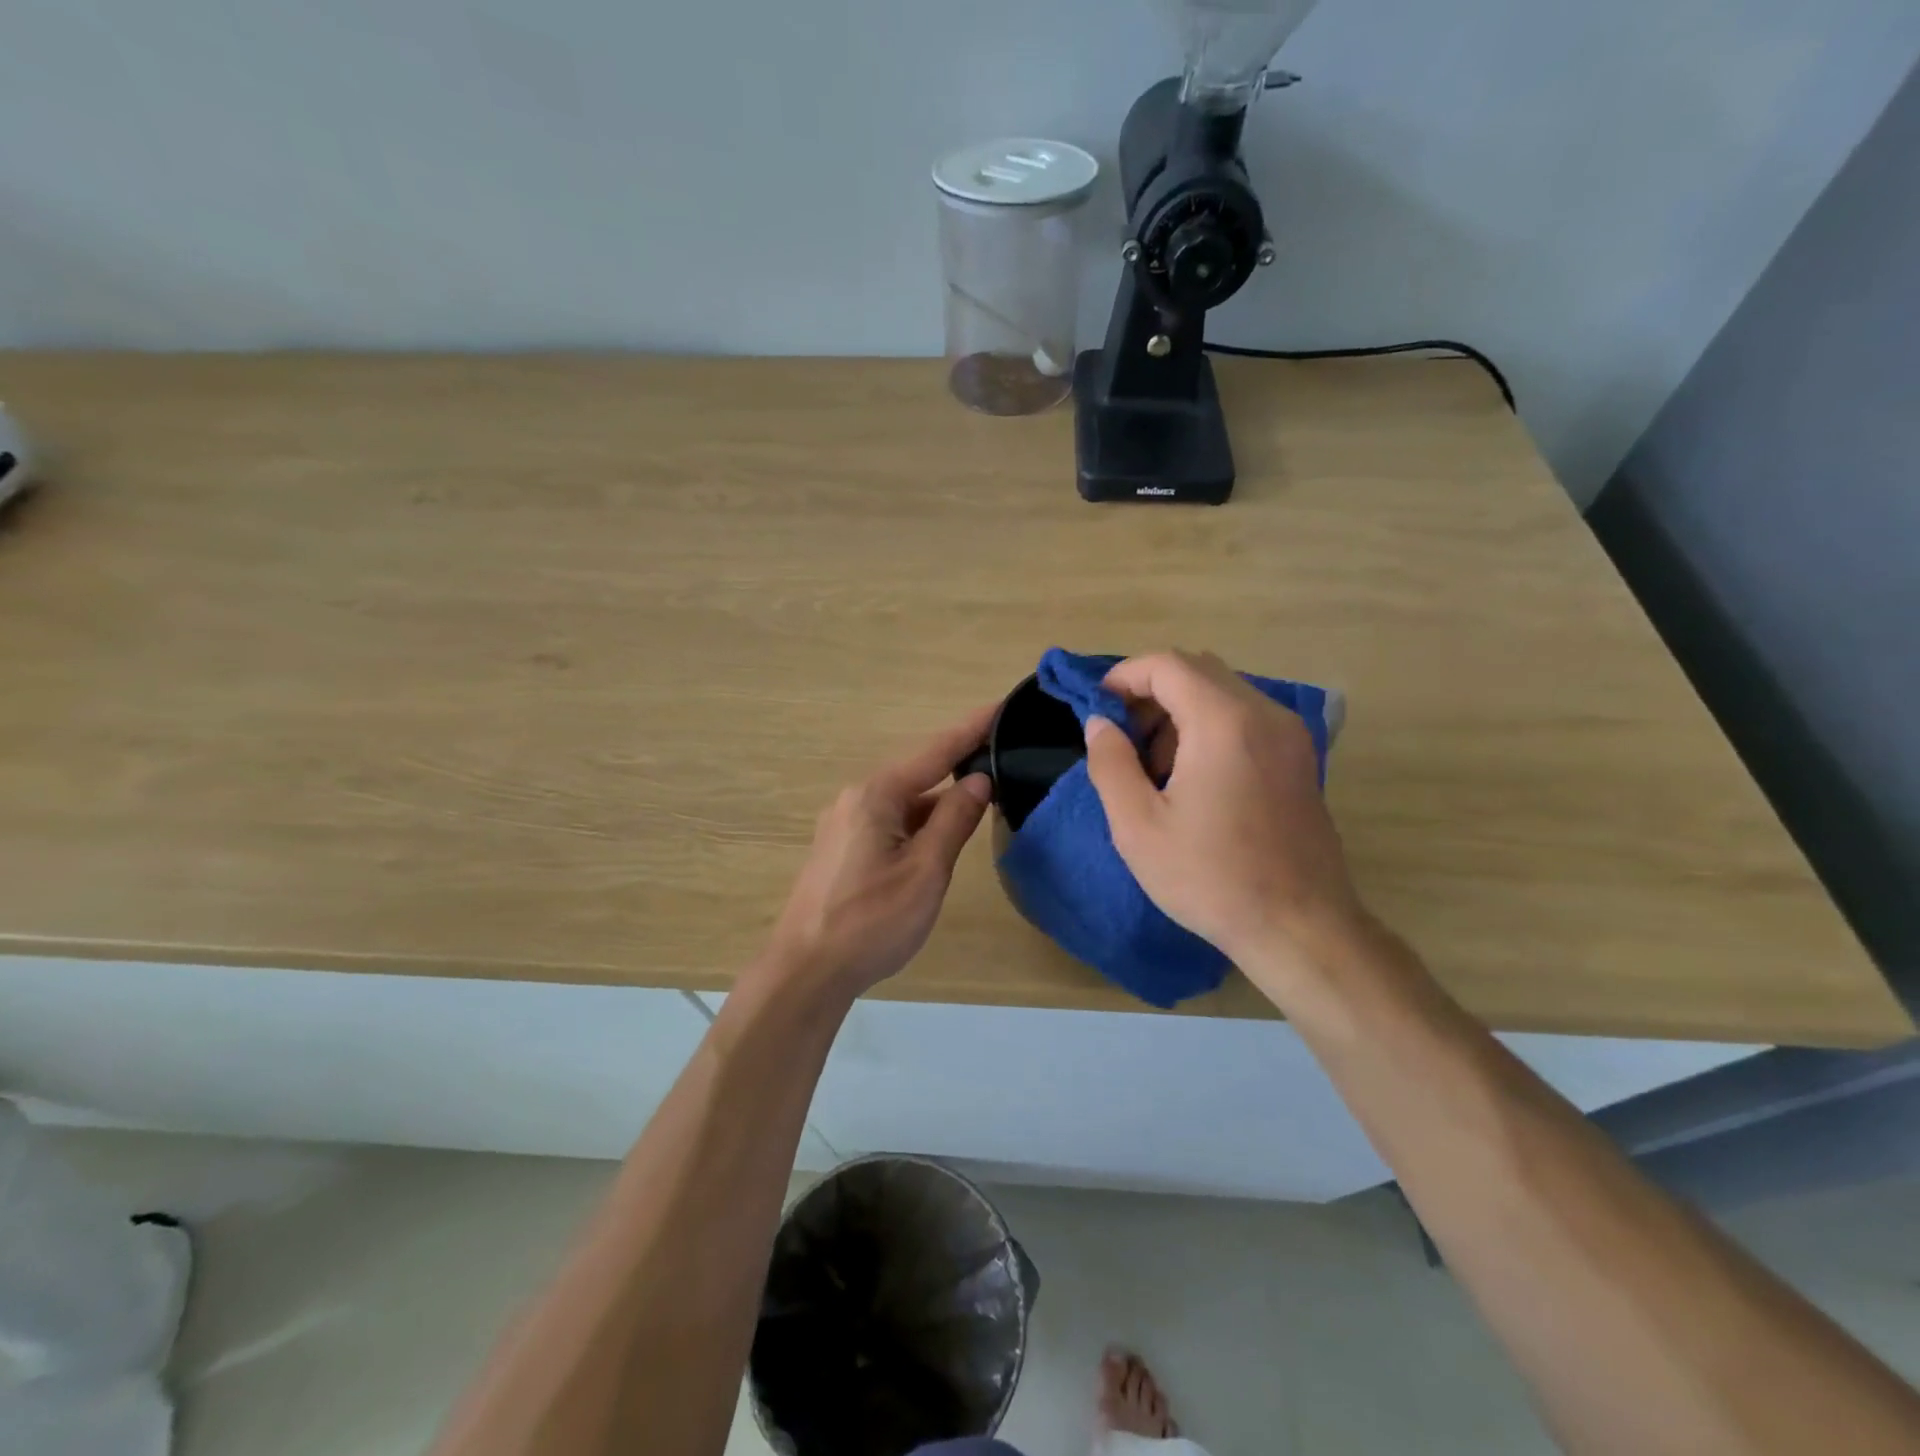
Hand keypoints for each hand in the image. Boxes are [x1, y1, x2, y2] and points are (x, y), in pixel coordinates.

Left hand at [762, 705, 995, 1001]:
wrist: (806, 972)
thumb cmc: (871, 921)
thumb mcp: (926, 871)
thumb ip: (954, 820)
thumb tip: (979, 779)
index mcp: (876, 796)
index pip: (934, 752)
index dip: (971, 729)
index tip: (1002, 706)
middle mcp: (856, 799)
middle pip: (917, 774)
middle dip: (957, 766)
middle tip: (1001, 758)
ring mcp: (844, 824)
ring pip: (903, 802)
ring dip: (939, 801)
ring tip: (980, 801)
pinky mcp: (840, 849)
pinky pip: (888, 821)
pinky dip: (918, 823)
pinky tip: (939, 837)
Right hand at [1083, 651, 1364, 997]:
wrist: (1300, 928)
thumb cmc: (1210, 878)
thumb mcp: (1138, 826)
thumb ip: (1110, 763)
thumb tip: (1100, 722)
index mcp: (1224, 722)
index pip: (1168, 665)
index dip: (1124, 675)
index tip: (1097, 706)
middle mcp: (1264, 714)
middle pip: (1198, 671)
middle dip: (1150, 692)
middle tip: (1121, 736)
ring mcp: (1289, 735)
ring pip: (1223, 692)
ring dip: (1180, 710)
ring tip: (1153, 766)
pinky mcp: (1300, 758)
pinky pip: (1246, 718)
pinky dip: (1209, 726)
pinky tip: (1192, 777)